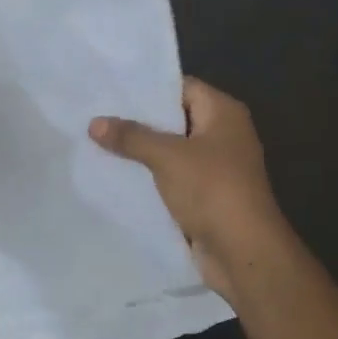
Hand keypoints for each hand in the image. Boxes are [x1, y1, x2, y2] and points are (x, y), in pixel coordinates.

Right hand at [90, 78, 288, 305]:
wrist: (243, 251)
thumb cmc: (212, 190)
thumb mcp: (167, 157)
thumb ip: (131, 137)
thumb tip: (94, 123)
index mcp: (224, 113)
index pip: (182, 87)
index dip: (148, 88)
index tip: (111, 89)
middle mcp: (224, 134)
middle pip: (175, 118)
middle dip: (139, 121)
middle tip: (97, 115)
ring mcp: (217, 167)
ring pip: (172, 151)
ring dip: (142, 152)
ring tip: (98, 143)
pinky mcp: (207, 196)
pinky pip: (173, 178)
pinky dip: (150, 177)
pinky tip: (117, 176)